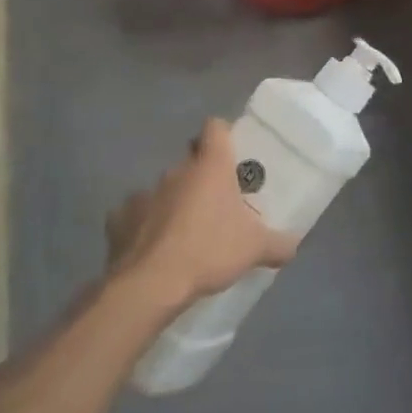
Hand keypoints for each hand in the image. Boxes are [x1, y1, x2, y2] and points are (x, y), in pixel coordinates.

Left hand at [106, 120, 298, 313]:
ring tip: (183, 233)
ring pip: (163, 189)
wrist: (150, 285)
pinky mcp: (118, 218)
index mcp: (210, 166)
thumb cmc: (210, 251)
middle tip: (215, 204)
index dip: (222, 135)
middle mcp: (176, 171)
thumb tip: (293, 245)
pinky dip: (143, 226)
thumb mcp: (256, 249)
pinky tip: (152, 248)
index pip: (215, 128)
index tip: (230, 153)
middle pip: (190, 161)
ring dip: (173, 203)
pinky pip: (135, 215)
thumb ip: (279, 244)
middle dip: (201, 178)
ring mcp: (143, 193)